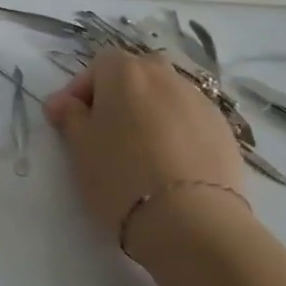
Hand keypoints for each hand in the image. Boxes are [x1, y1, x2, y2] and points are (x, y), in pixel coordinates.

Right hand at [44, 51, 246, 258]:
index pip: (99, 65)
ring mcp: (200, 102)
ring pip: (167, 96)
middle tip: (105, 130)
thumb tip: (61, 102)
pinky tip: (169, 164)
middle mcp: (166, 77)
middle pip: (137, 73)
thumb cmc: (120, 176)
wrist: (190, 221)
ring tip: (140, 150)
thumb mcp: (80, 147)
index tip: (70, 119)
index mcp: (126, 73)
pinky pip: (190, 120)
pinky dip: (176, 131)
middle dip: (119, 94)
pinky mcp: (225, 131)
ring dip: (150, 112)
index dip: (82, 89)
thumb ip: (69, 116)